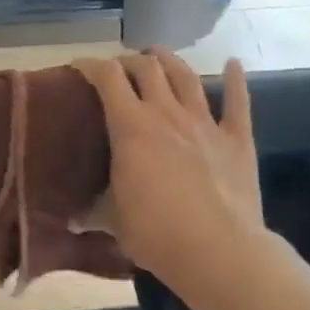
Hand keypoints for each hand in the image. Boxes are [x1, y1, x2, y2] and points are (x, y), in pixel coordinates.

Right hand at [75, 50, 284, 309]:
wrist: (219, 252)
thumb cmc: (156, 233)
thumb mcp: (111, 220)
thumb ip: (92, 211)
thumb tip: (71, 220)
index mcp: (130, 127)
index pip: (106, 77)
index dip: (90, 65)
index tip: (78, 66)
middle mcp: (166, 114)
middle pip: (147, 67)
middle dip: (129, 61)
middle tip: (119, 69)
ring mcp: (205, 124)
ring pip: (186, 76)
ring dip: (170, 61)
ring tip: (158, 57)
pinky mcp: (237, 140)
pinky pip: (238, 102)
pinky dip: (236, 80)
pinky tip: (233, 64)